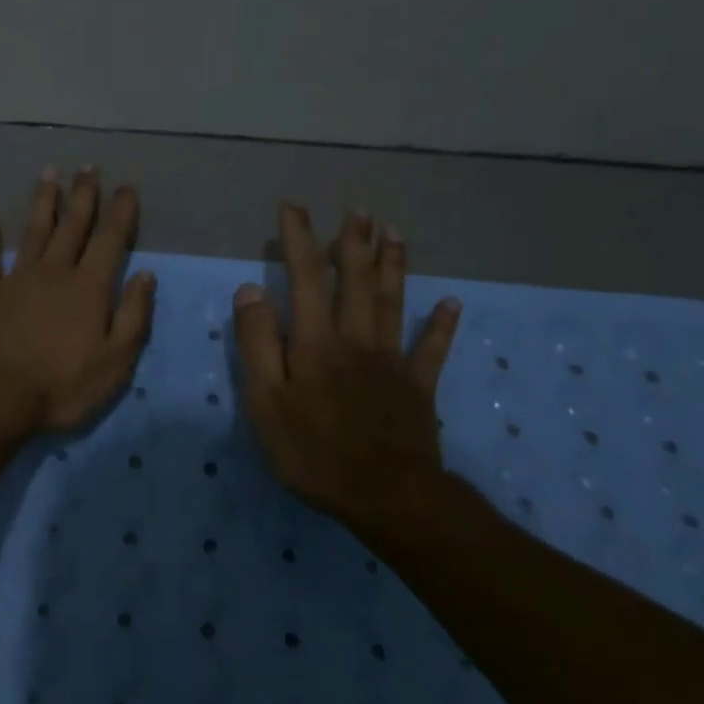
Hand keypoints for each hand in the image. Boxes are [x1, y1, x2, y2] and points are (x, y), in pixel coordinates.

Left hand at [0, 167, 155, 433]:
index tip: (127, 187)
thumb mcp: (116, 361)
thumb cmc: (63, 386)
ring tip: (50, 171)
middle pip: (72, 226)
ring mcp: (16, 277)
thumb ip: (133, 315)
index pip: (110, 240)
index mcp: (88, 288)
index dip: (121, 212)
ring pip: (33, 230)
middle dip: (83, 195)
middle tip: (89, 168)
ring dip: (43, 200)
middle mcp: (54, 271)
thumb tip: (145, 275)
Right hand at [232, 204, 460, 523]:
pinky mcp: (418, 387)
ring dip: (393, 264)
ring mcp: (392, 361)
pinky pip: (432, 349)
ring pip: (394, 301)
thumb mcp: (266, 403)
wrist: (387, 496)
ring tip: (394, 231)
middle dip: (354, 241)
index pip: (305, 277)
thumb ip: (257, 344)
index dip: (299, 239)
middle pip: (357, 280)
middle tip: (358, 207)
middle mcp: (356, 339)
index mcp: (316, 341)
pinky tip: (452, 304)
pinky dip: (442, 325)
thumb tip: (251, 290)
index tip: (292, 207)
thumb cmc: (314, 452)